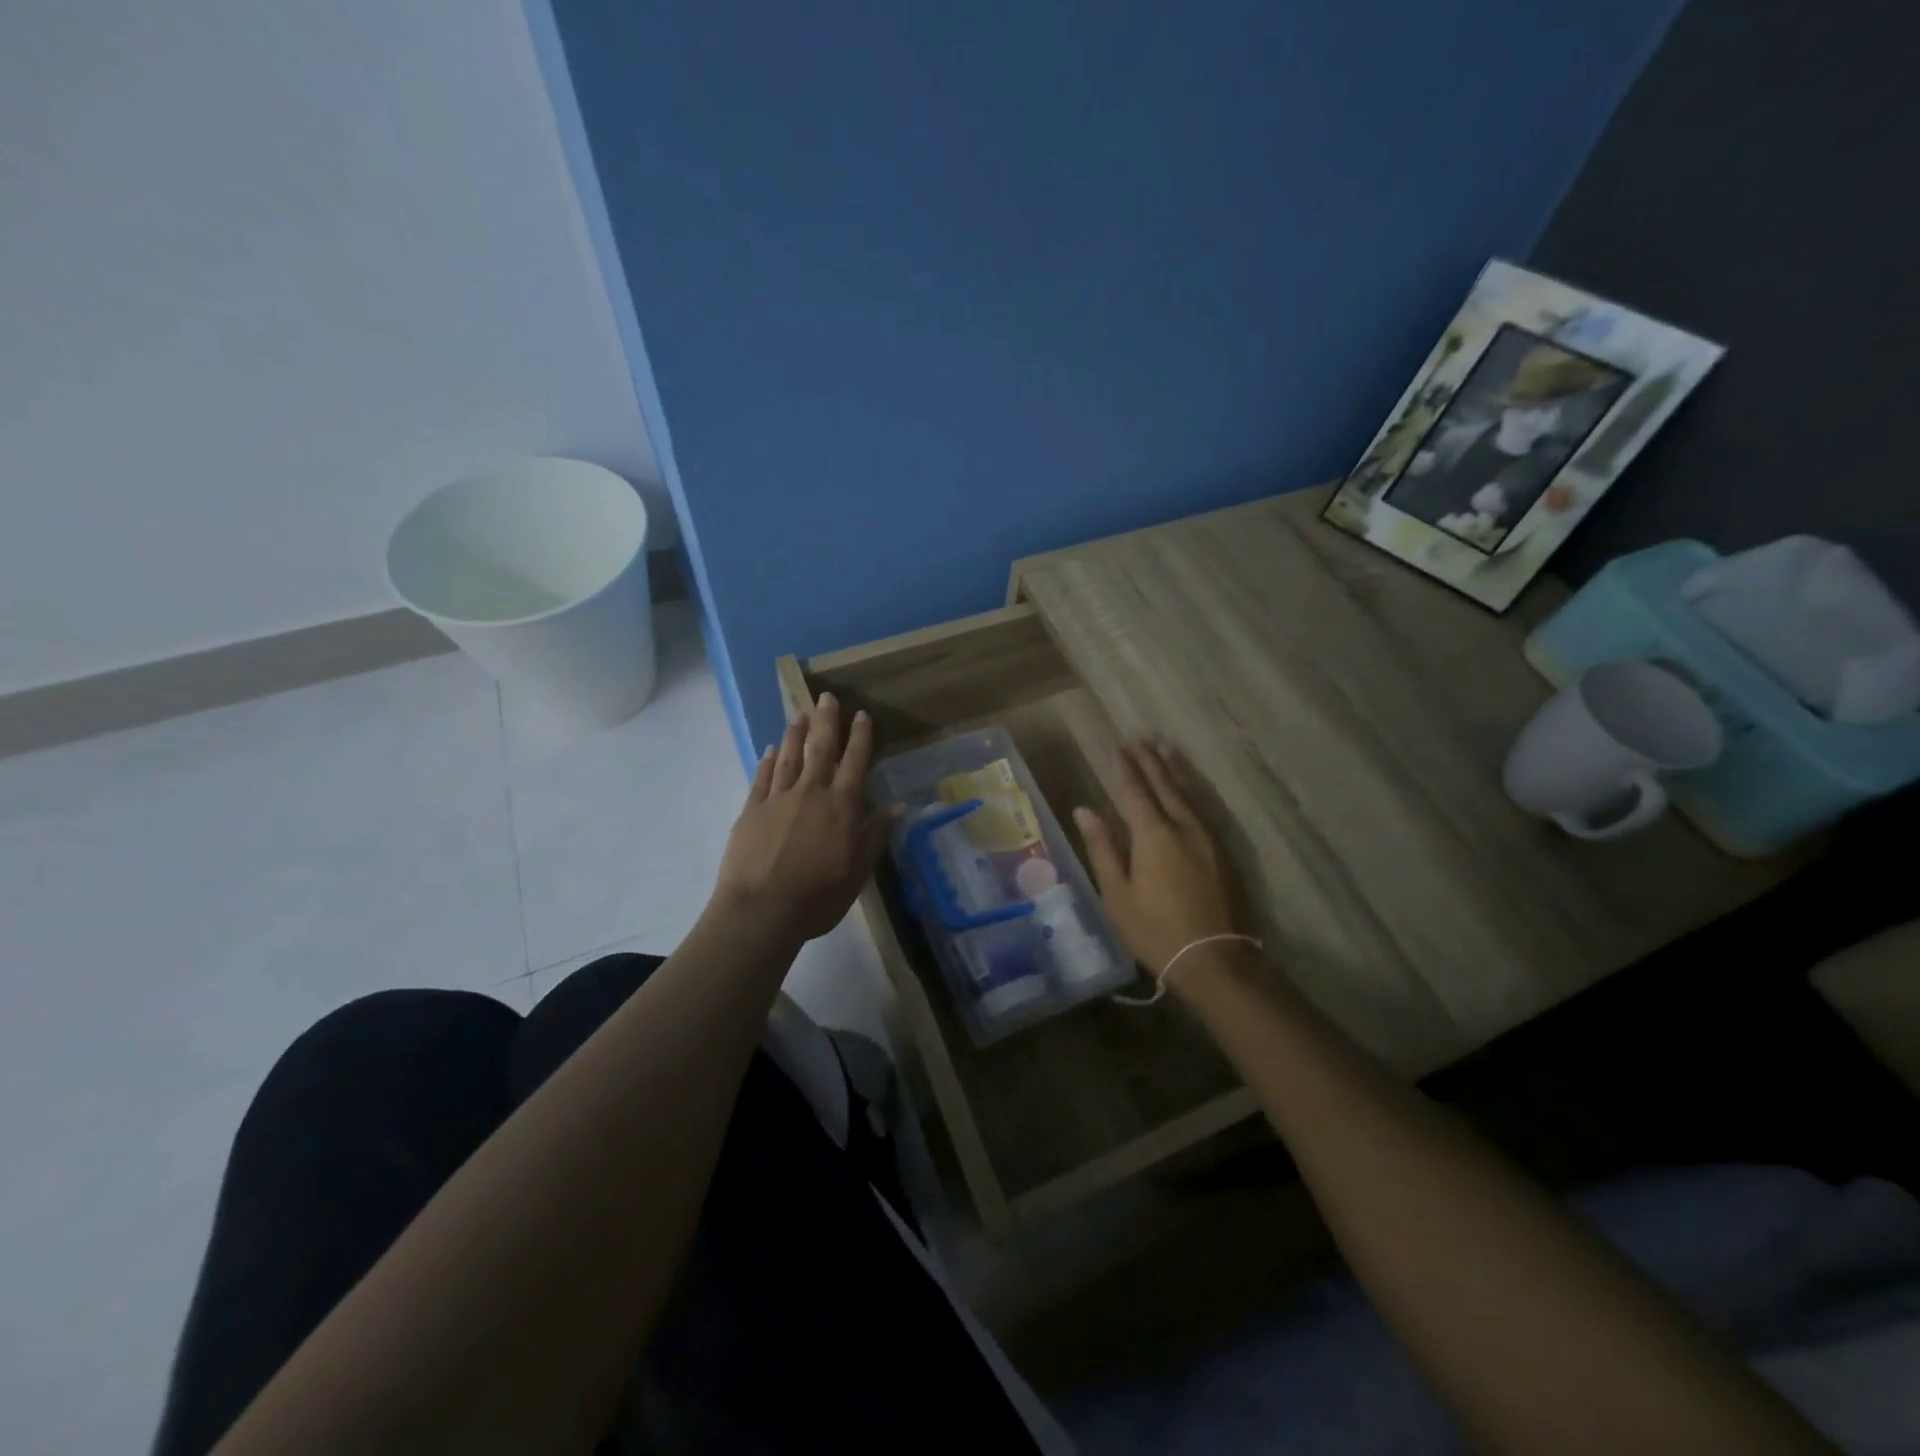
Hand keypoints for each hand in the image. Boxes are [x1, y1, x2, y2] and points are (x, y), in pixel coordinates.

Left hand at [712, 694, 895, 945]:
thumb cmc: (818, 896)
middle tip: (826, 697)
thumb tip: (898, 806)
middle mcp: (811, 793)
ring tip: (799, 714)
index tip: (861, 714)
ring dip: (796, 734)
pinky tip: (771, 750)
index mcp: (841, 806)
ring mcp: (777, 799)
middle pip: (820, 749)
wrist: (760, 911)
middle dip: (826, 722)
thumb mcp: (858, 871)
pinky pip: (762, 777)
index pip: (855, 763)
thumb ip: (875, 834)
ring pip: (789, 757)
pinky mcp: (751, 811)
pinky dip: (768, 761)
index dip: (860, 737)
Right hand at [1075, 740, 1235, 973]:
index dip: (1125, 768)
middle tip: (1139, 740)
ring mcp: (1206, 838)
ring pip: (1186, 794)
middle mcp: (1183, 826)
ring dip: (1172, 771)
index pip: (1136, 791)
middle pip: (1164, 785)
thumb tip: (1085, 810)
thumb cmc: (1154, 929)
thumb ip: (1101, 847)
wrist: (1213, 958)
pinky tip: (1184, 790)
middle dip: (1150, 762)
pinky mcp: (1220, 852)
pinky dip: (1187, 791)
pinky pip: (1199, 809)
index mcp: (1153, 834)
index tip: (1118, 748)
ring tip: (1164, 750)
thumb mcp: (1117, 893)